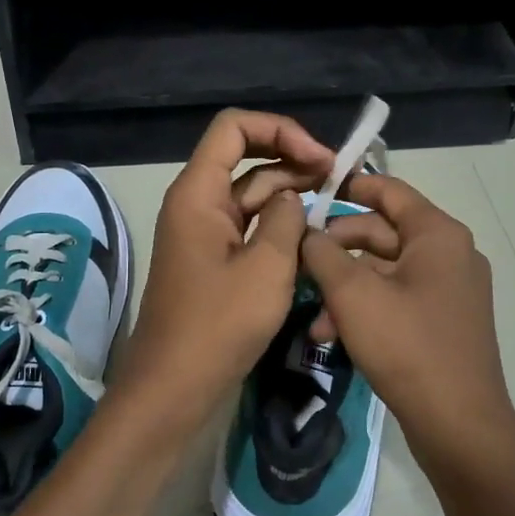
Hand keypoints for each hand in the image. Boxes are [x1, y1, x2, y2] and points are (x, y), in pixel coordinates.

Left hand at [116, 110, 335, 424]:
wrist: (175, 387)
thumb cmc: (218, 325)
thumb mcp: (267, 267)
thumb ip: (287, 219)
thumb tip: (291, 198)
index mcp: (198, 193)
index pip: (234, 128)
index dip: (280, 130)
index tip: (320, 159)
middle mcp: (197, 204)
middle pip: (245, 158)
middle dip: (292, 159)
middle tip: (339, 177)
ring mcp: (205, 234)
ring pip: (250, 194)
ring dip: (290, 193)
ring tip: (334, 202)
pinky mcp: (215, 261)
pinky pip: (249, 227)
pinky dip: (278, 225)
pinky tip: (312, 235)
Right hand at [299, 173, 514, 489]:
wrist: (459, 425)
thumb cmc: (407, 346)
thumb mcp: (353, 295)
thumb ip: (323, 253)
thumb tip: (306, 232)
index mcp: (437, 235)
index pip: (389, 190)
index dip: (349, 186)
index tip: (310, 190)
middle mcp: (450, 254)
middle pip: (383, 232)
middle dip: (337, 248)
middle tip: (299, 260)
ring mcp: (449, 290)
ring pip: (384, 271)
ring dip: (345, 286)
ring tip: (313, 316)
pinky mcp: (442, 322)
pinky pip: (396, 298)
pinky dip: (364, 308)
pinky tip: (331, 335)